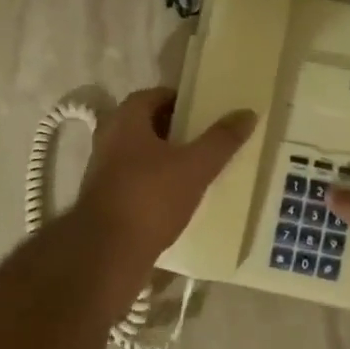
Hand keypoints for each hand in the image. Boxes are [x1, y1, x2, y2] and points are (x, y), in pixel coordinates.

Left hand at [77, 88, 255, 263]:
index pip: (152, 95)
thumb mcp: (195, 167)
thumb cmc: (150, 198)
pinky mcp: (104, 199)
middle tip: (204, 136)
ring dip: (164, 156)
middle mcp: (108, 139)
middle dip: (173, 128)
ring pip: (139, 153)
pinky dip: (154, 181)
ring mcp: (102, 171)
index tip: (203, 108)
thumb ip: (221, 140)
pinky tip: (176, 196)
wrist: (108, 252)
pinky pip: (134, 179)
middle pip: (145, 124)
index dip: (178, 99)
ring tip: (195, 166)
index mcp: (125, 121)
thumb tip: (247, 113)